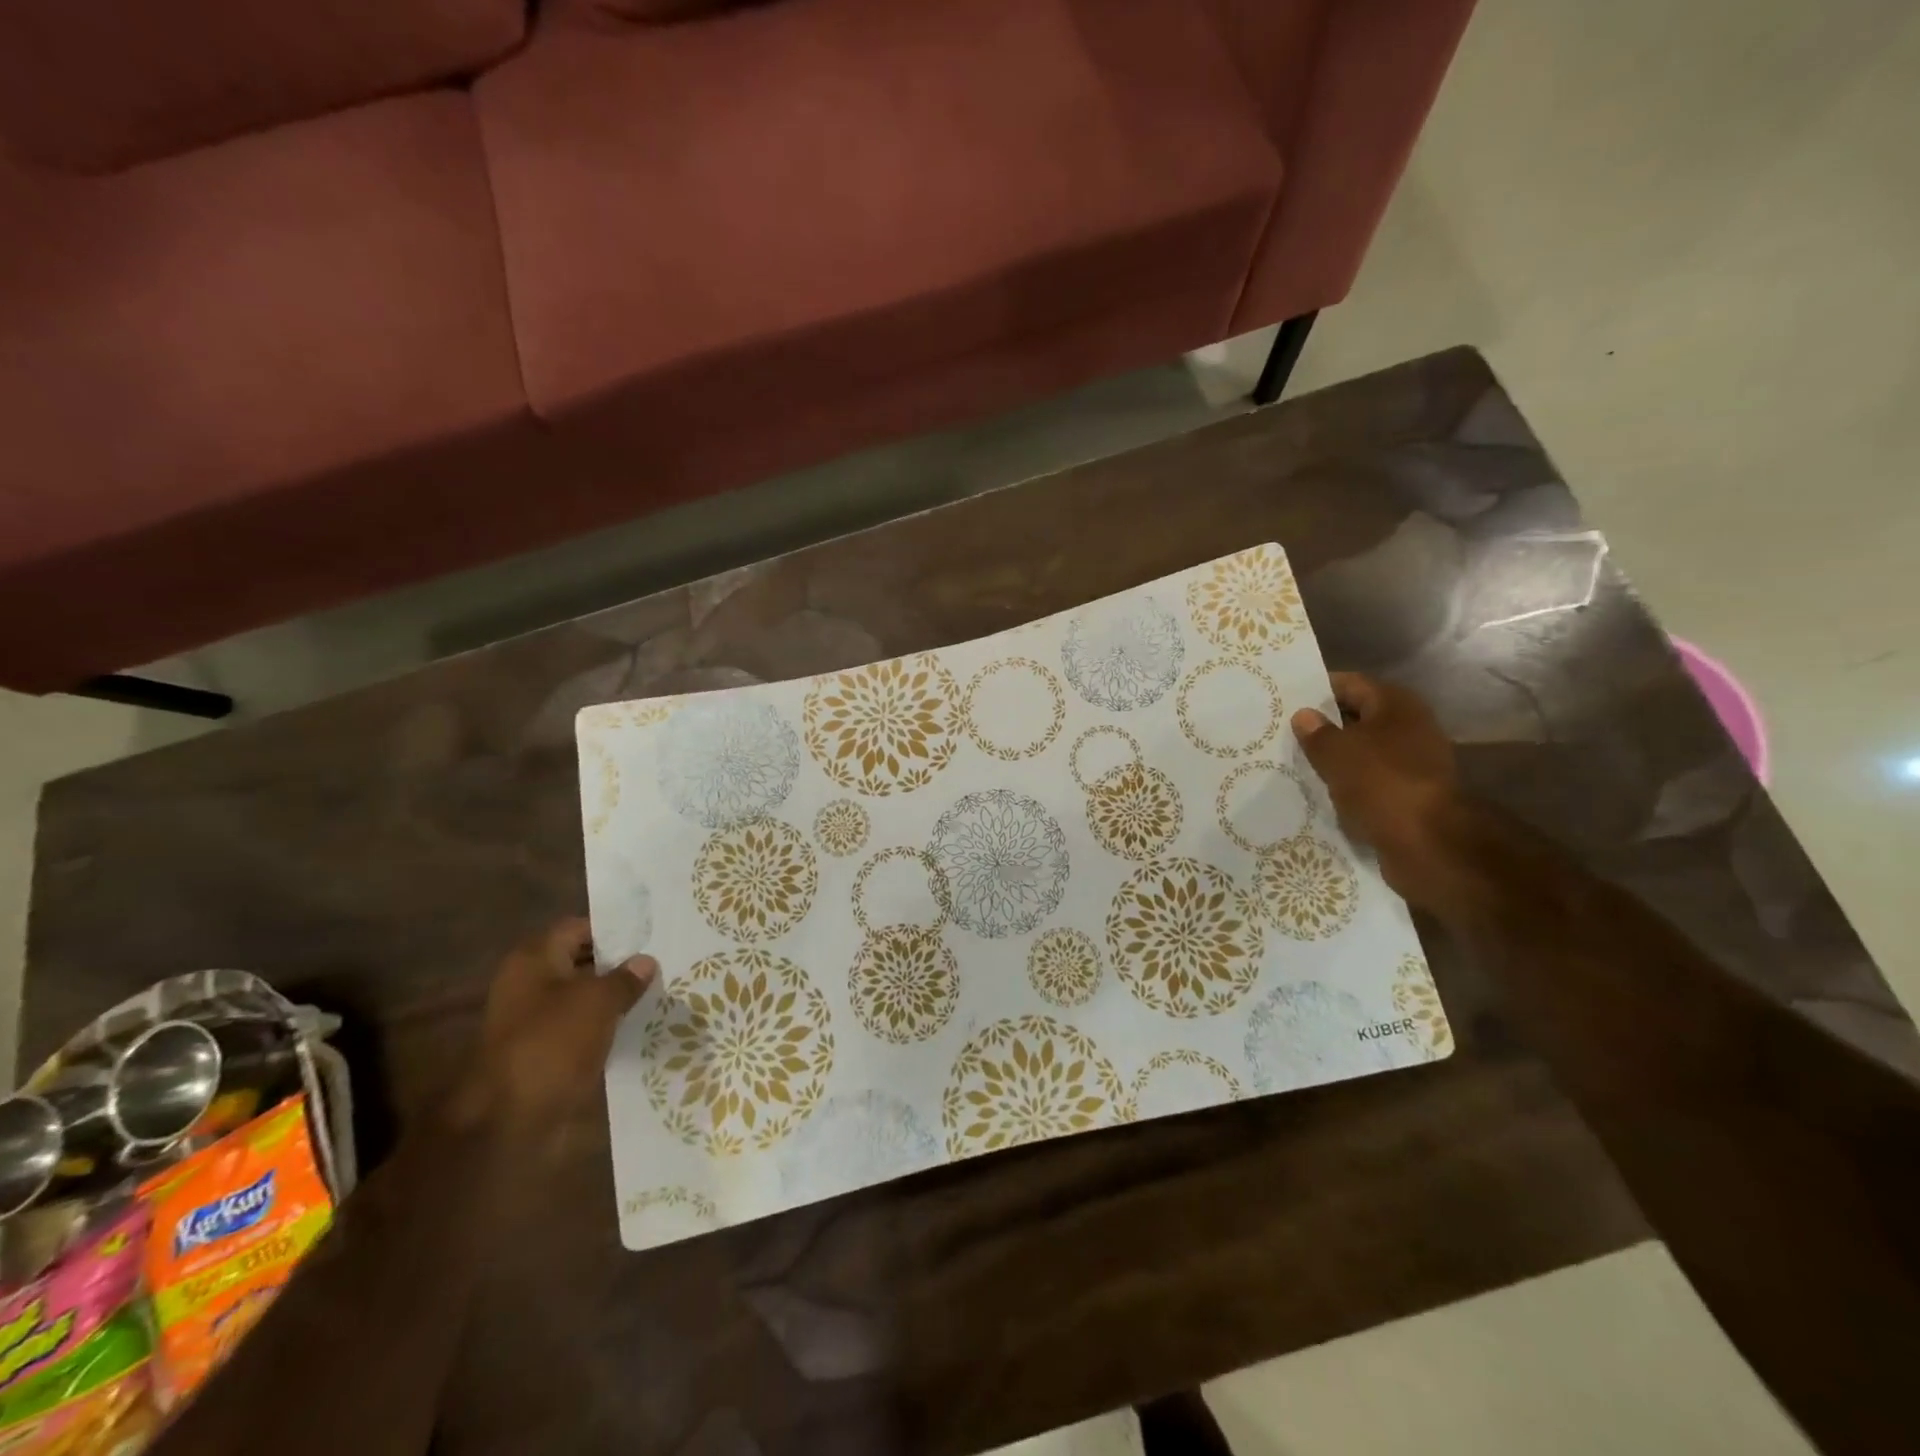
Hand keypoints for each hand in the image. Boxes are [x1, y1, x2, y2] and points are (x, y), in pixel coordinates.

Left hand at [456, 919, 656, 1131]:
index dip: (614, 929)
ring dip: (615, 996)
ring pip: (584, 996)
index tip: (652, 933)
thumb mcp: (597, 1002)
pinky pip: (582, 1027)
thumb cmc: (551, 1045)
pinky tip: (639, 1025)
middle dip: (619, 963)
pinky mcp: (545, 1052)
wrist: (508, 1123)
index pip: (578, 928)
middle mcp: (530, 984)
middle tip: (663, 961)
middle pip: (582, 961)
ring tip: (659, 991)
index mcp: (534, 960)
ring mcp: (535, 1020)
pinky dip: (606, 1026)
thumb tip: (645, 961)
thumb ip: (625, 978)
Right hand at [1291, 674, 1463, 911]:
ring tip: (1298, 764)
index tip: (1286, 701)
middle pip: (1358, 717)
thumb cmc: (1380, 783)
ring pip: (1364, 751)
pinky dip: (1349, 784)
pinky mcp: (1411, 793)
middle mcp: (1410, 726)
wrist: (1428, 843)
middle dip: (1325, 725)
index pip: (1351, 684)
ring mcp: (1414, 761)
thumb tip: (1305, 715)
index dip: (1318, 690)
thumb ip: (1316, 732)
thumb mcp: (1336, 753)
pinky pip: (1371, 780)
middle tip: (1286, 733)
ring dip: (1336, 758)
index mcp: (1396, 704)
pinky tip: (1322, 792)